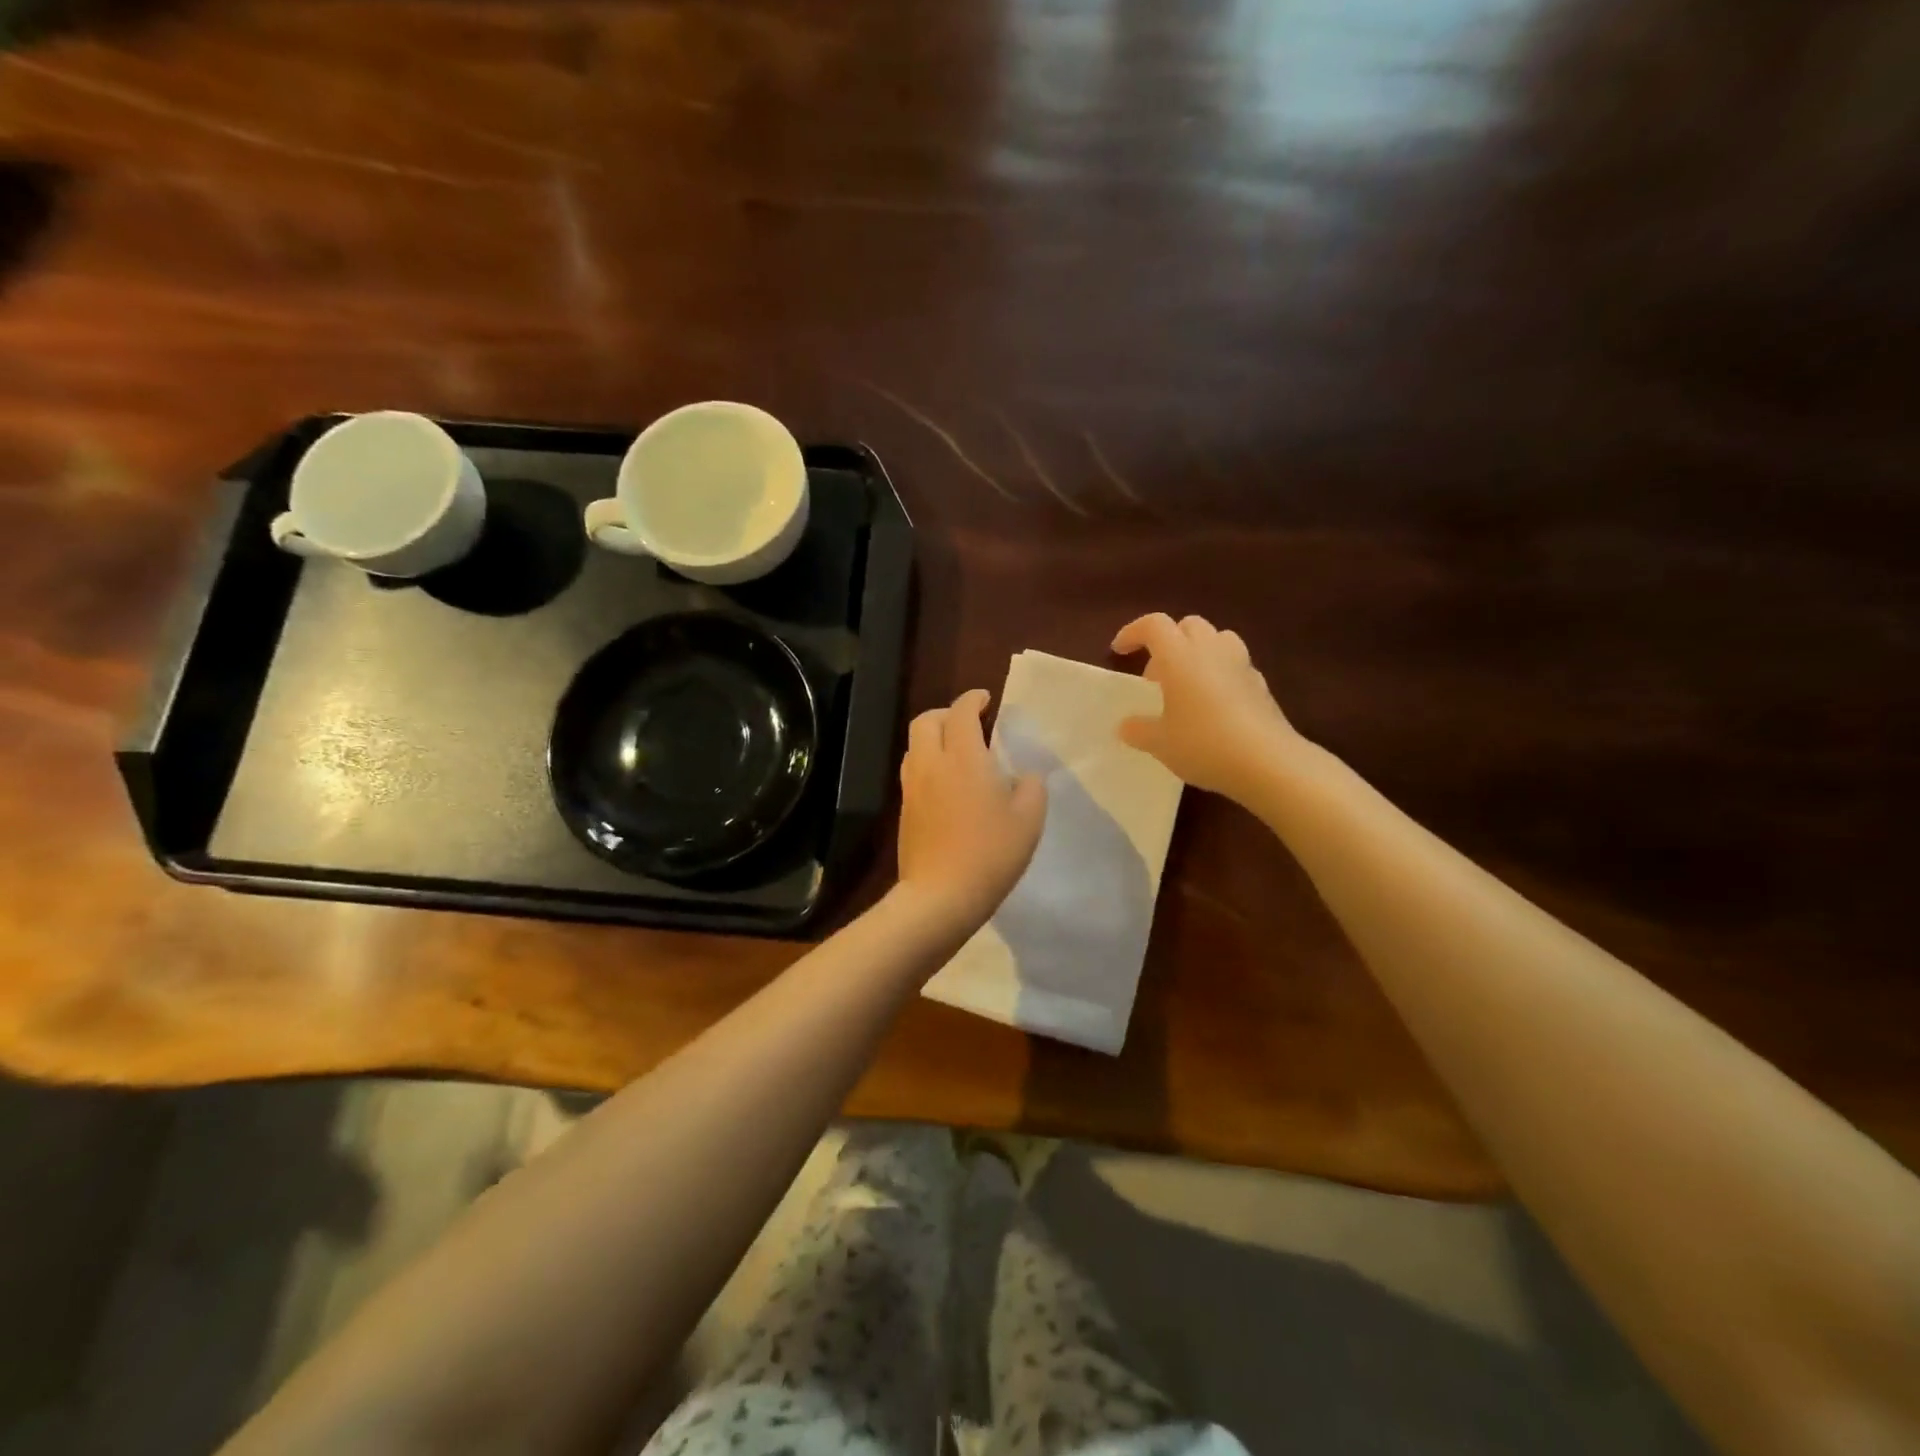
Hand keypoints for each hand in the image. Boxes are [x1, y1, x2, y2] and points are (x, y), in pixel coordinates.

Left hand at [896, 689, 1046, 932]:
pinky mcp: (905, 810)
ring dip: (934, 738)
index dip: (973, 699)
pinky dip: (928, 763)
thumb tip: (1023, 776)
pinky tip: (947, 785)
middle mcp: (931, 763)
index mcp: (963, 757)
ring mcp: (913, 787)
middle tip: (970, 724)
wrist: (940, 895)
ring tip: (957, 753)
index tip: (986, 700)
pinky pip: (913, 771)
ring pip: (915, 745)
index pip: (961, 712)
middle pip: (926, 720)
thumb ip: (1031, 787)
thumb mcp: (1029, 819)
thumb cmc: (990, 853)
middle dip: (946, 713)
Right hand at [1111, 613, 1304, 801]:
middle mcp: (1211, 650)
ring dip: (1198, 651)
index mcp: (1179, 656)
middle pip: (1188, 625)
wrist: (1267, 762)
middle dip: (1169, 641)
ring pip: (1217, 639)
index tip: (1119, 651)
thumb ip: (1139, 730)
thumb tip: (1126, 726)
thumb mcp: (1160, 743)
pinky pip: (1235, 665)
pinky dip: (1220, 674)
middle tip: (1156, 676)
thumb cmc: (1203, 744)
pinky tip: (1214, 704)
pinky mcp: (1261, 685)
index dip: (1133, 632)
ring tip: (1187, 684)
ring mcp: (1241, 665)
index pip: (1154, 625)